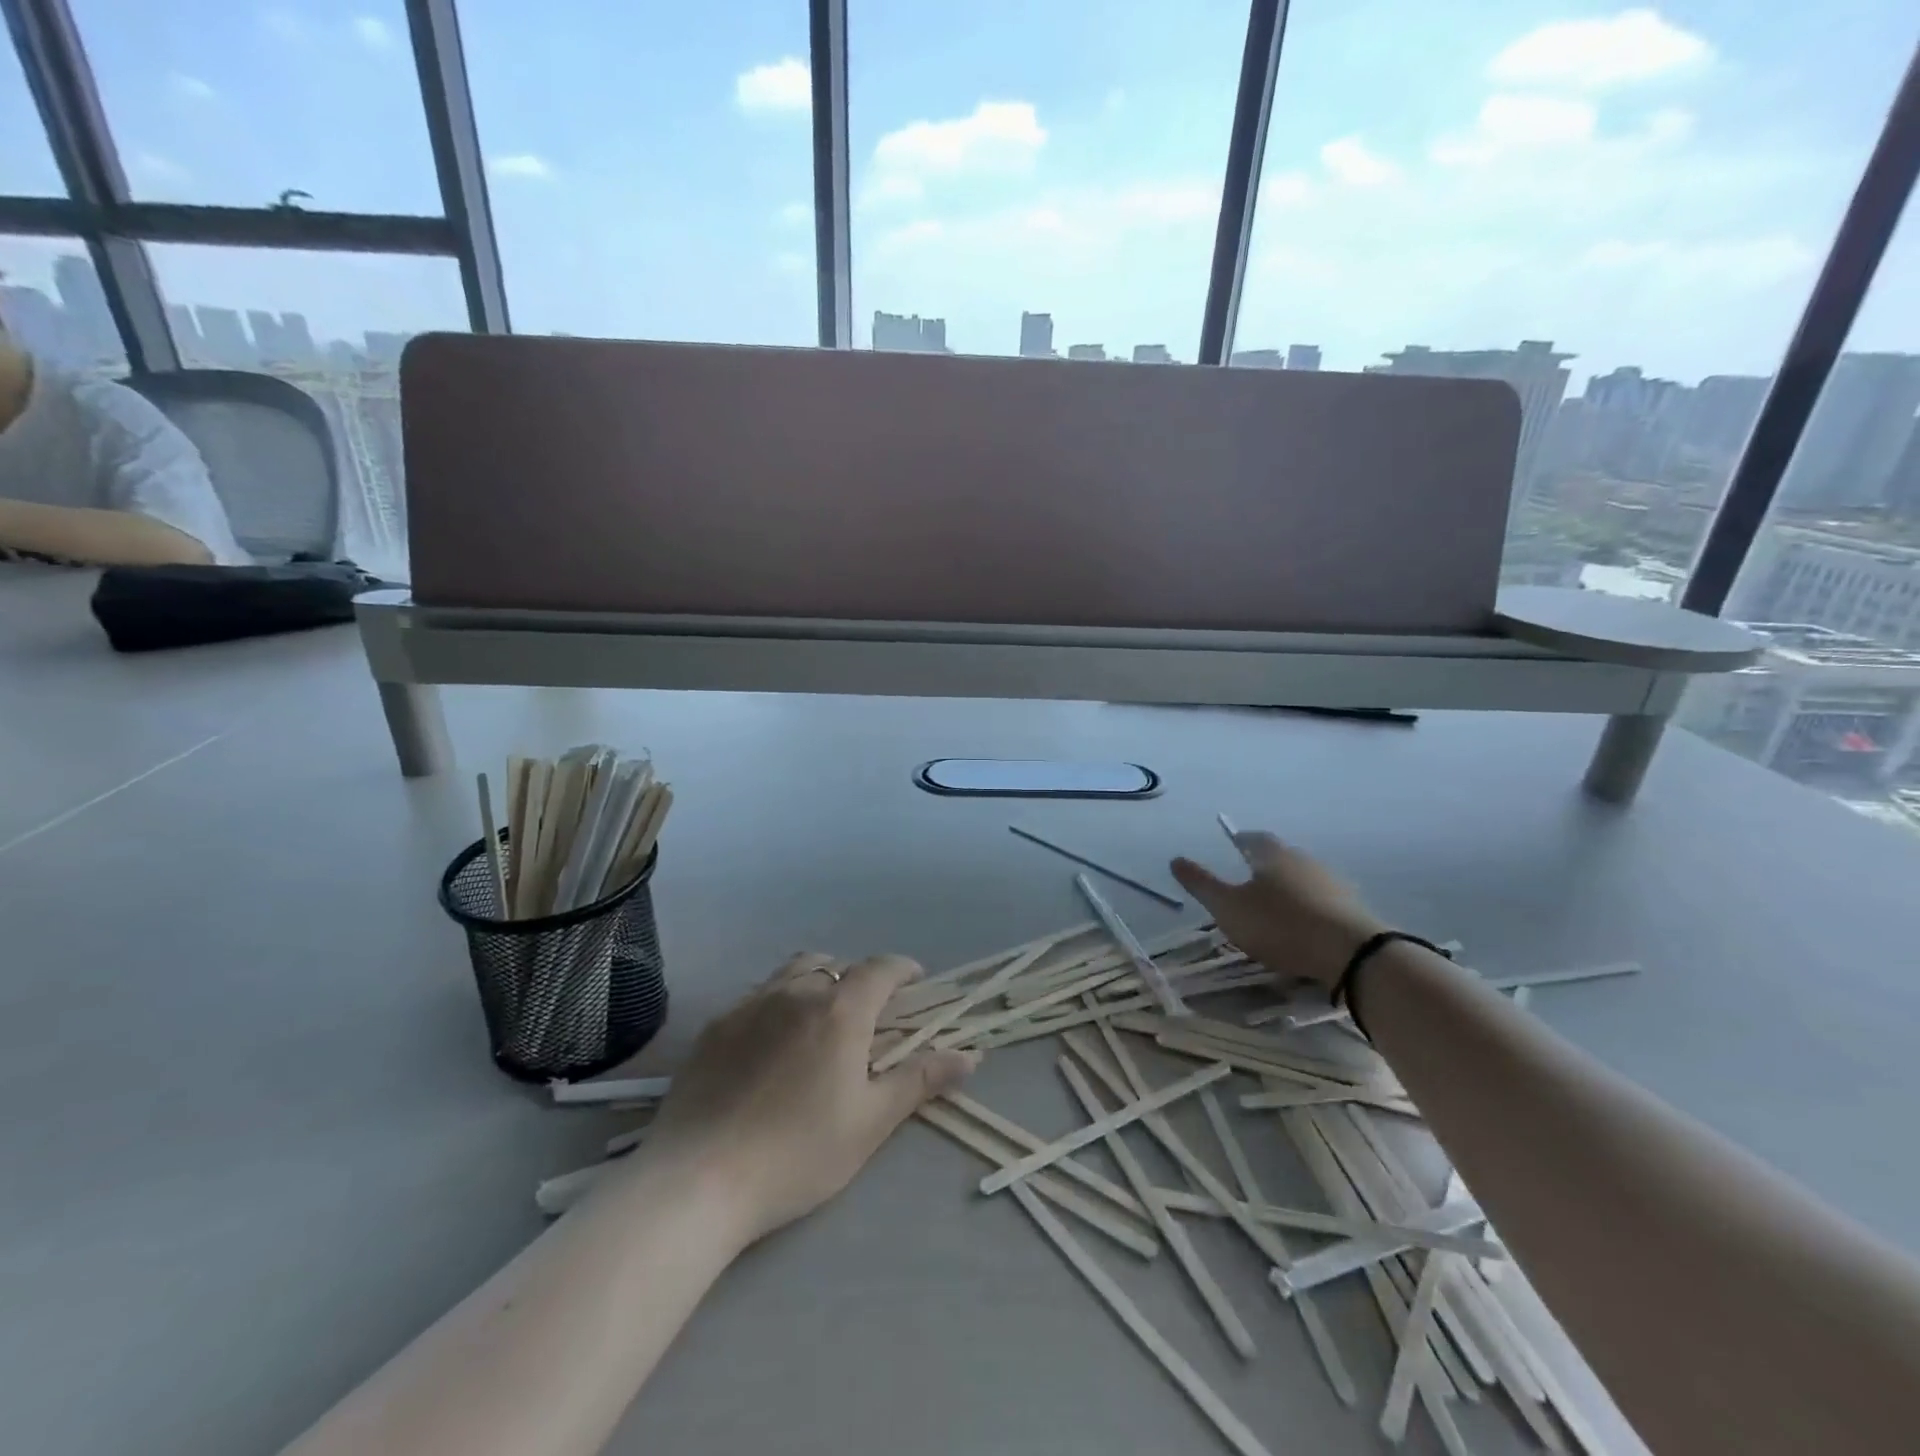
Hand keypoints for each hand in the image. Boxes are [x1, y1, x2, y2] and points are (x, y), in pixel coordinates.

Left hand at [641, 953, 978, 1244]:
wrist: (697, 1180)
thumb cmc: (797, 1154)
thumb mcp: (870, 1122)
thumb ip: (919, 1080)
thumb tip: (969, 1056)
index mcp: (840, 1011)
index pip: (881, 968)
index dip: (903, 969)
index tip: (916, 982)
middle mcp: (796, 992)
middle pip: (835, 964)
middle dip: (858, 978)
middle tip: (867, 1013)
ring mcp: (750, 1005)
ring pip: (793, 972)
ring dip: (817, 981)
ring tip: (820, 1019)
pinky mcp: (716, 1026)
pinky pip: (757, 996)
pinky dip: (778, 1003)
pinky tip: (771, 1044)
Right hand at [1171, 831, 1385, 990]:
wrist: (1351, 953)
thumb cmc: (1279, 924)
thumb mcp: (1228, 907)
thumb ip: (1201, 884)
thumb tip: (1175, 859)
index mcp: (1272, 854)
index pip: (1253, 838)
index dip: (1241, 841)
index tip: (1232, 846)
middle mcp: (1304, 860)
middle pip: (1280, 856)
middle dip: (1265, 864)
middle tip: (1249, 878)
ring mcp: (1332, 883)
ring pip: (1303, 878)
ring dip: (1289, 887)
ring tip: (1274, 906)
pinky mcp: (1353, 908)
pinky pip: (1323, 901)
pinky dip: (1309, 908)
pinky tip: (1303, 925)